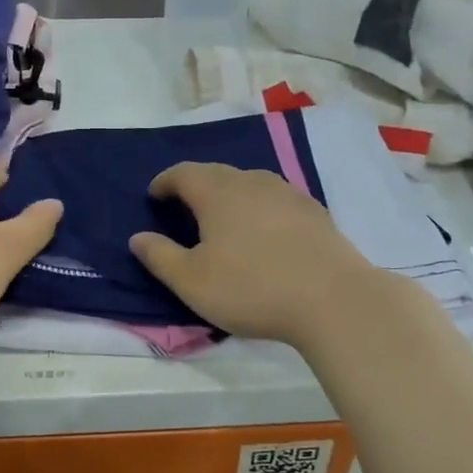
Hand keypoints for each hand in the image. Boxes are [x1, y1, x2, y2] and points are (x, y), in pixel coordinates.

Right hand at [129, 162, 386, 345]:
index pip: (183, 173)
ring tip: (223, 217)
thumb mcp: (192, 282)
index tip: (154, 195)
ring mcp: (287, 193)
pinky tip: (265, 230)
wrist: (334, 299)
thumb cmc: (252, 288)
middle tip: (184, 206)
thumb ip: (160, 257)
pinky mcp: (314, 211)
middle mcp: (251, 181)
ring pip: (249, 183)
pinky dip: (260, 207)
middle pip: (216, 173)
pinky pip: (275, 199)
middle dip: (195, 185)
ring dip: (230, 194)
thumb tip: (137, 238)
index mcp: (217, 193)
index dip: (164, 182)